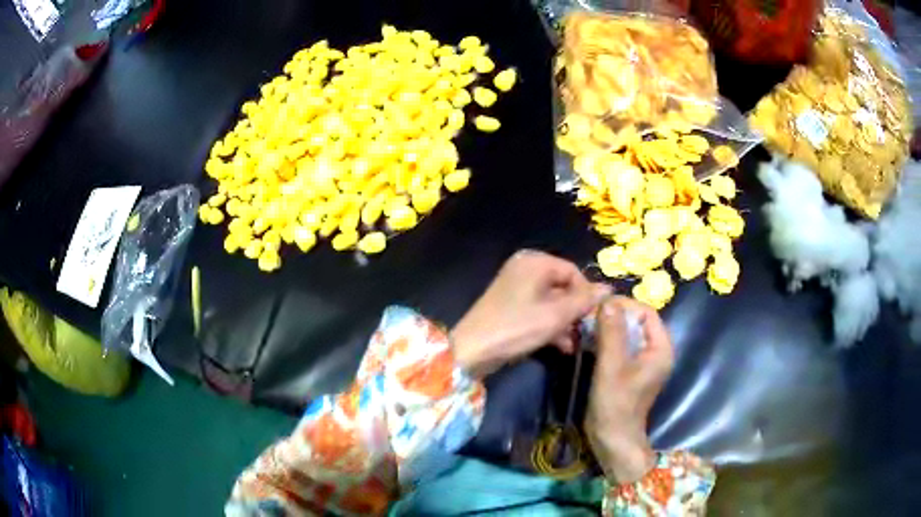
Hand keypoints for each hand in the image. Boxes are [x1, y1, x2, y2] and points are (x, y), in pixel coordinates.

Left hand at [451, 250, 609, 377]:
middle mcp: (525, 268)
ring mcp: (515, 287)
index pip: (574, 272)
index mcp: (535, 262)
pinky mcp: (510, 305)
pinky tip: (562, 346)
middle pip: (563, 286)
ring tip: (575, 344)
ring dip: (565, 322)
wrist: (472, 351)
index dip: (586, 295)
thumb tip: (609, 288)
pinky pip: (538, 309)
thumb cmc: (517, 328)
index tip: (593, 318)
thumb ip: (584, 301)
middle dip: (575, 312)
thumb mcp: (556, 315)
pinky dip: (550, 325)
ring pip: (551, 301)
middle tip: (586, 333)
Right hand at [585, 297, 673, 482]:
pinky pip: (620, 346)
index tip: (598, 307)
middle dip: (613, 316)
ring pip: (627, 333)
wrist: (612, 439)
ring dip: (607, 328)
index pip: (646, 312)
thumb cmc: (615, 404)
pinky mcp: (630, 370)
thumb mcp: (612, 367)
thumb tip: (607, 301)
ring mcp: (643, 362)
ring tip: (585, 327)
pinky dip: (605, 341)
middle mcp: (656, 351)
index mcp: (660, 348)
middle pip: (637, 321)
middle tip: (588, 317)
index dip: (624, 306)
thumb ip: (612, 332)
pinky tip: (587, 342)